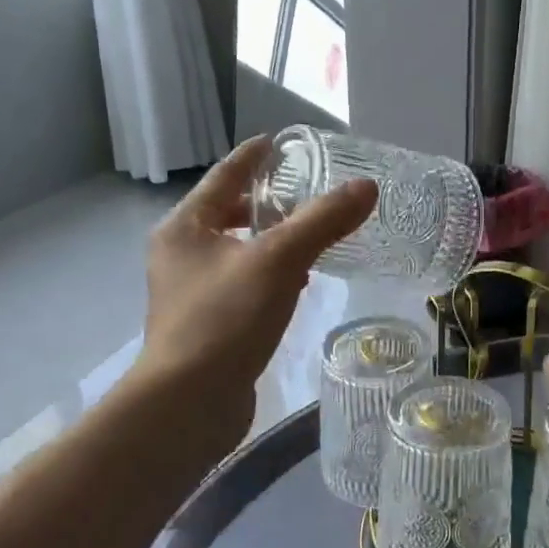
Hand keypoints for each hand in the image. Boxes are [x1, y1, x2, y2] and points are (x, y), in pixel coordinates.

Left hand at [128, 136, 376, 463]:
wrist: (188, 405)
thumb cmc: (224, 321)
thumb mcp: (278, 262)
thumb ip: (322, 221)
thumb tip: (366, 187)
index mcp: (185, 228)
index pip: (225, 176)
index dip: (255, 156)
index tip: (284, 142)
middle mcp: (181, 254)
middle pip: (229, 213)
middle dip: (267, 201)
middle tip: (309, 189)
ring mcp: (191, 292)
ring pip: (238, 250)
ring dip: (271, 239)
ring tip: (312, 232)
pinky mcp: (208, 324)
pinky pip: (244, 282)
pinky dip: (270, 273)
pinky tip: (299, 282)